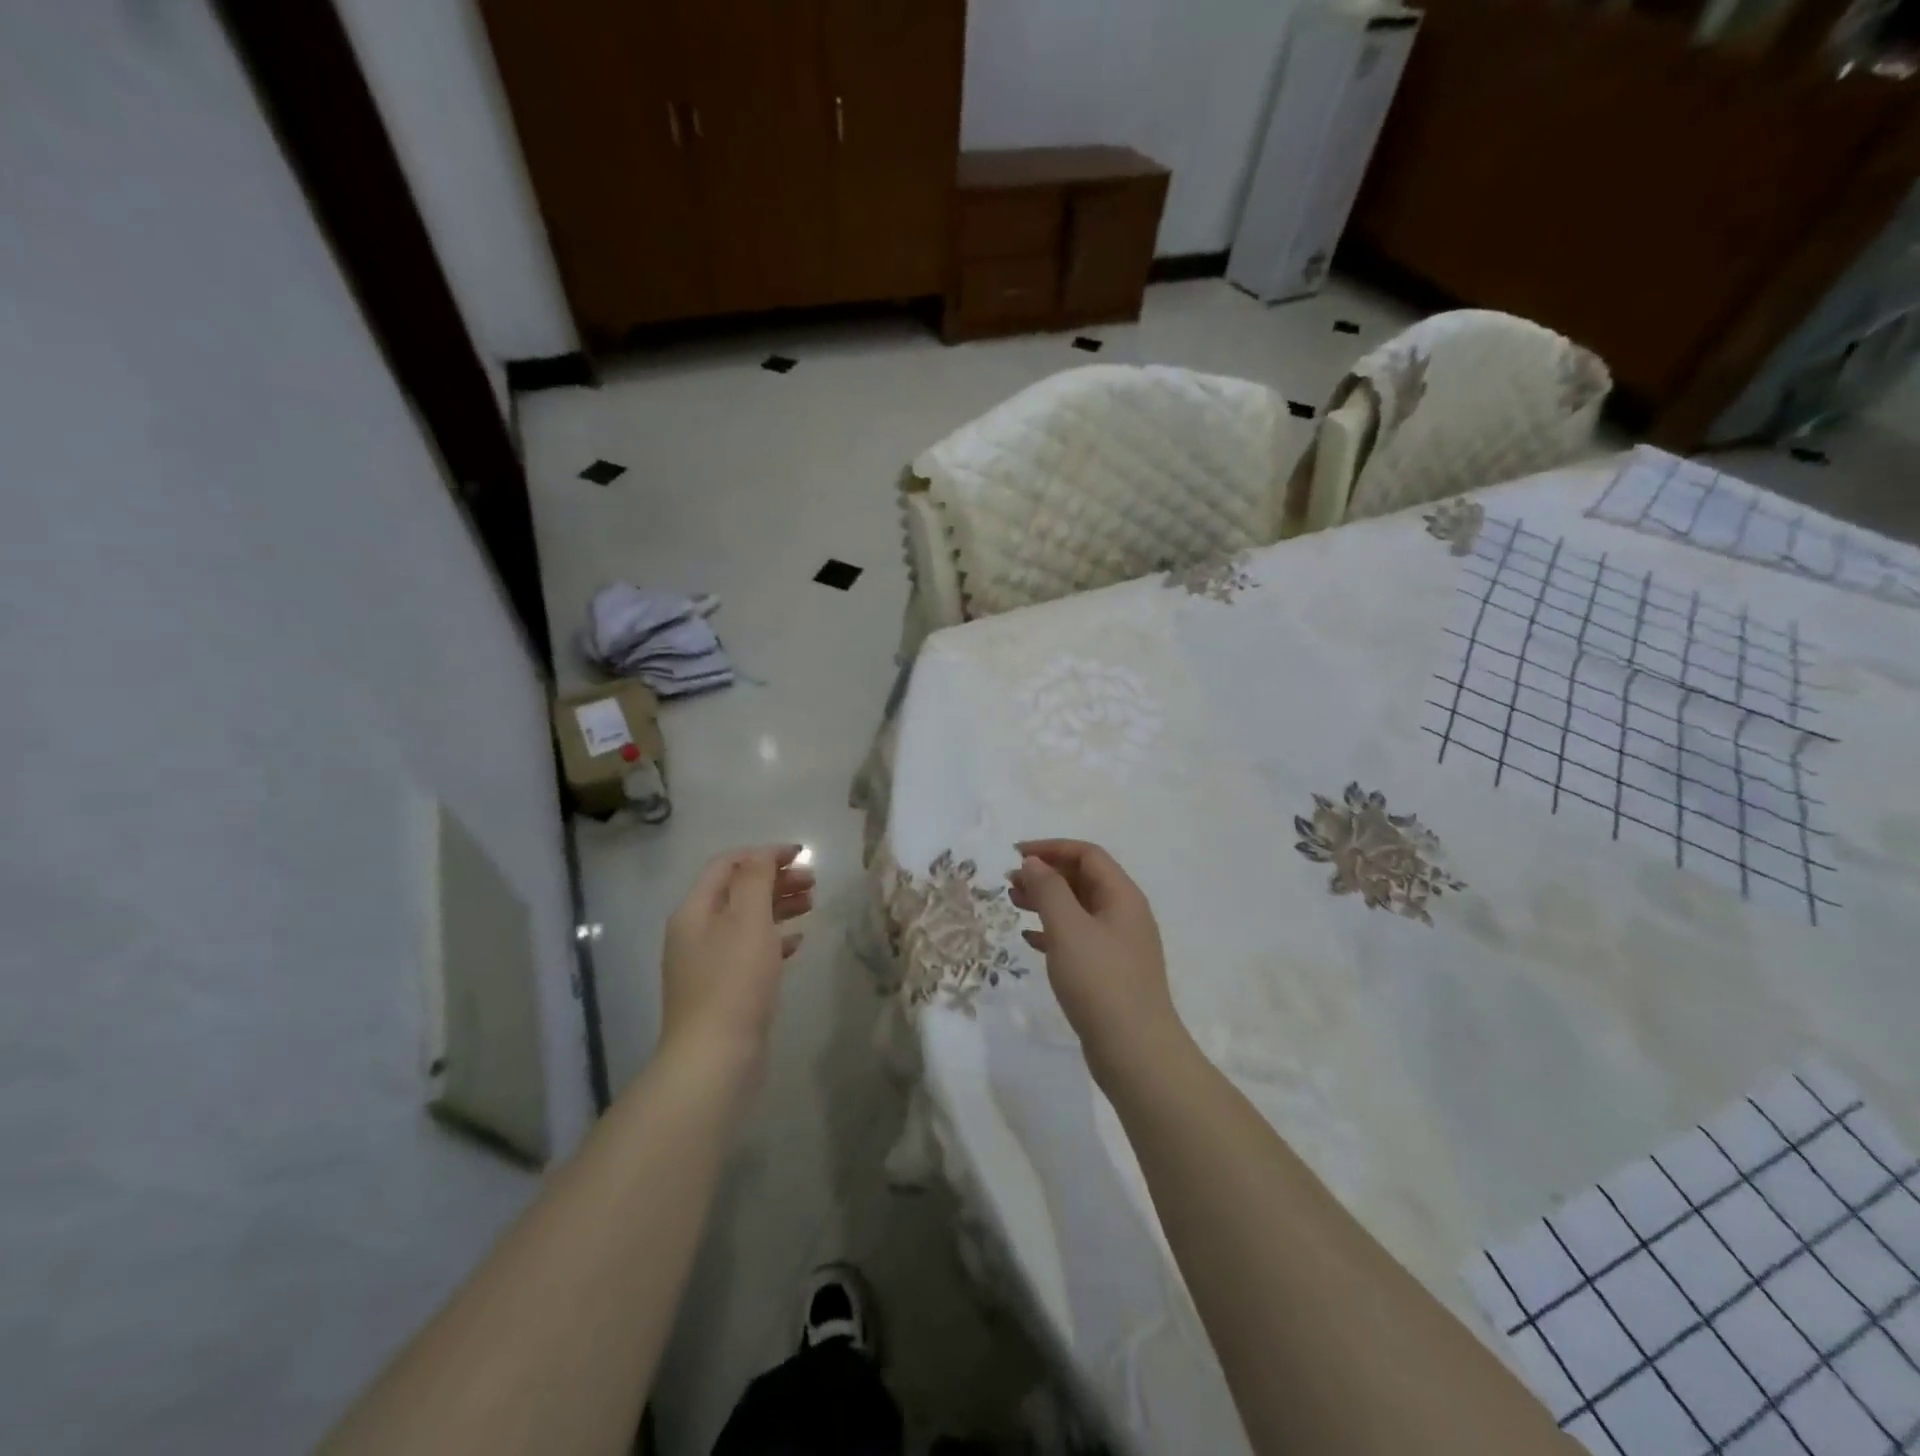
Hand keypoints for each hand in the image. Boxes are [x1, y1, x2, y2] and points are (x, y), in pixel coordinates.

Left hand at [659, 845, 811, 1082]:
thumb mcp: (748, 919)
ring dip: (778, 907)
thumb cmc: (734, 981)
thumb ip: (755, 879)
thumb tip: (762, 854)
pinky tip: (797, 943)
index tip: (801, 855)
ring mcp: (708, 963)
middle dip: (775, 880)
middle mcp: (696, 932)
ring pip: (746, 921)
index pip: (727, 865)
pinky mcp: (723, 990)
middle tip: (813, 882)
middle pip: (738, 891)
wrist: (714, 1058)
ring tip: (811, 906)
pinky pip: (750, 952)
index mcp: (695, 910)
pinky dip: (774, 940)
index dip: (764, 854)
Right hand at [1008, 840, 1185, 1079]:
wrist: (1135, 1051)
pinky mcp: (1110, 972)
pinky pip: (1079, 938)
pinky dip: (1054, 931)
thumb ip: (1048, 889)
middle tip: (1010, 882)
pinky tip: (1030, 940)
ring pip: (1079, 908)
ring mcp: (1120, 945)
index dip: (1051, 848)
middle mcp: (1125, 914)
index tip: (1016, 855)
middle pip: (1083, 879)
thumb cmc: (1100, 981)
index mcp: (1122, 896)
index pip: (1087, 855)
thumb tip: (1034, 862)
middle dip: (1046, 874)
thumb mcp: (1068, 928)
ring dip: (1047, 901)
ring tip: (1014, 904)